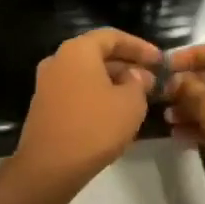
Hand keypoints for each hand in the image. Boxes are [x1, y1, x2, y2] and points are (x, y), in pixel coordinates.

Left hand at [12, 28, 160, 198]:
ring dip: (113, 83)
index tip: (160, 61)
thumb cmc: (95, 127)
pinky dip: (98, 97)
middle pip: (98, 55)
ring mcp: (47, 85)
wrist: (49, 166)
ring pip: (87, 75)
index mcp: (77, 51)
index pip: (113, 37)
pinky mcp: (44, 107)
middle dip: (127, 66)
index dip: (140, 47)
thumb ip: (139, 82)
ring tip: (138, 98)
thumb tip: (136, 75)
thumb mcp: (131, 103)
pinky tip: (115, 114)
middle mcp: (58, 61)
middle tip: (152, 81)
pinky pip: (77, 93)